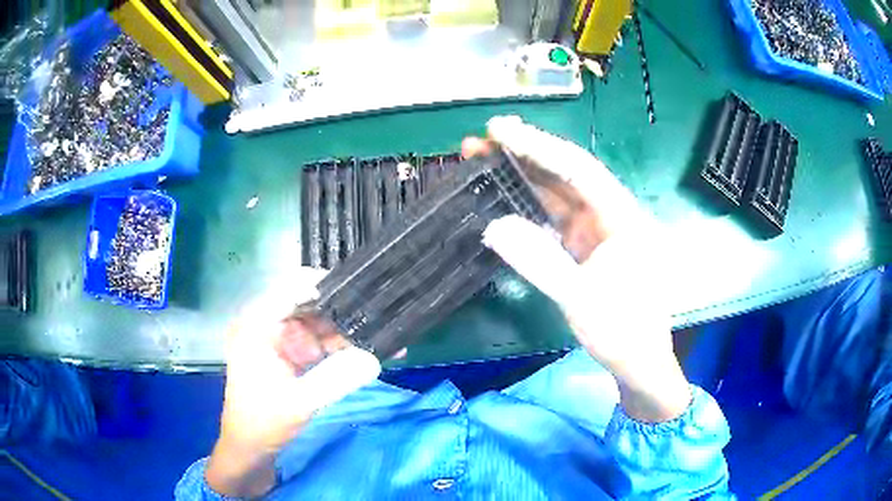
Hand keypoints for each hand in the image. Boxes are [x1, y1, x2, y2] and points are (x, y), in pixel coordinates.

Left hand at [206, 268, 379, 497]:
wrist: (251, 445)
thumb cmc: (263, 422)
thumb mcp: (299, 403)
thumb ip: (335, 380)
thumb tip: (374, 358)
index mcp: (257, 325)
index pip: (291, 288)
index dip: (325, 284)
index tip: (362, 289)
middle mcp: (268, 323)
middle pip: (310, 302)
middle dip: (344, 308)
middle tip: (381, 313)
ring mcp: (281, 337)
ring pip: (320, 321)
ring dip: (348, 328)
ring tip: (384, 332)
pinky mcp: (292, 352)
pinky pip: (321, 340)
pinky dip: (343, 346)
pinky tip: (370, 350)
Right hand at [464, 116, 690, 422]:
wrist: (638, 363)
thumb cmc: (623, 332)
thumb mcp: (582, 300)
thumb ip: (540, 262)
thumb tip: (493, 226)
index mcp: (622, 216)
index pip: (577, 169)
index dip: (537, 145)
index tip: (499, 129)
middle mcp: (609, 213)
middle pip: (564, 174)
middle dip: (523, 155)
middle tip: (480, 141)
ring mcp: (595, 230)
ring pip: (555, 194)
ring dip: (521, 178)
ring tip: (482, 161)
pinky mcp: (583, 247)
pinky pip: (551, 219)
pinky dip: (525, 208)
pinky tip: (501, 199)